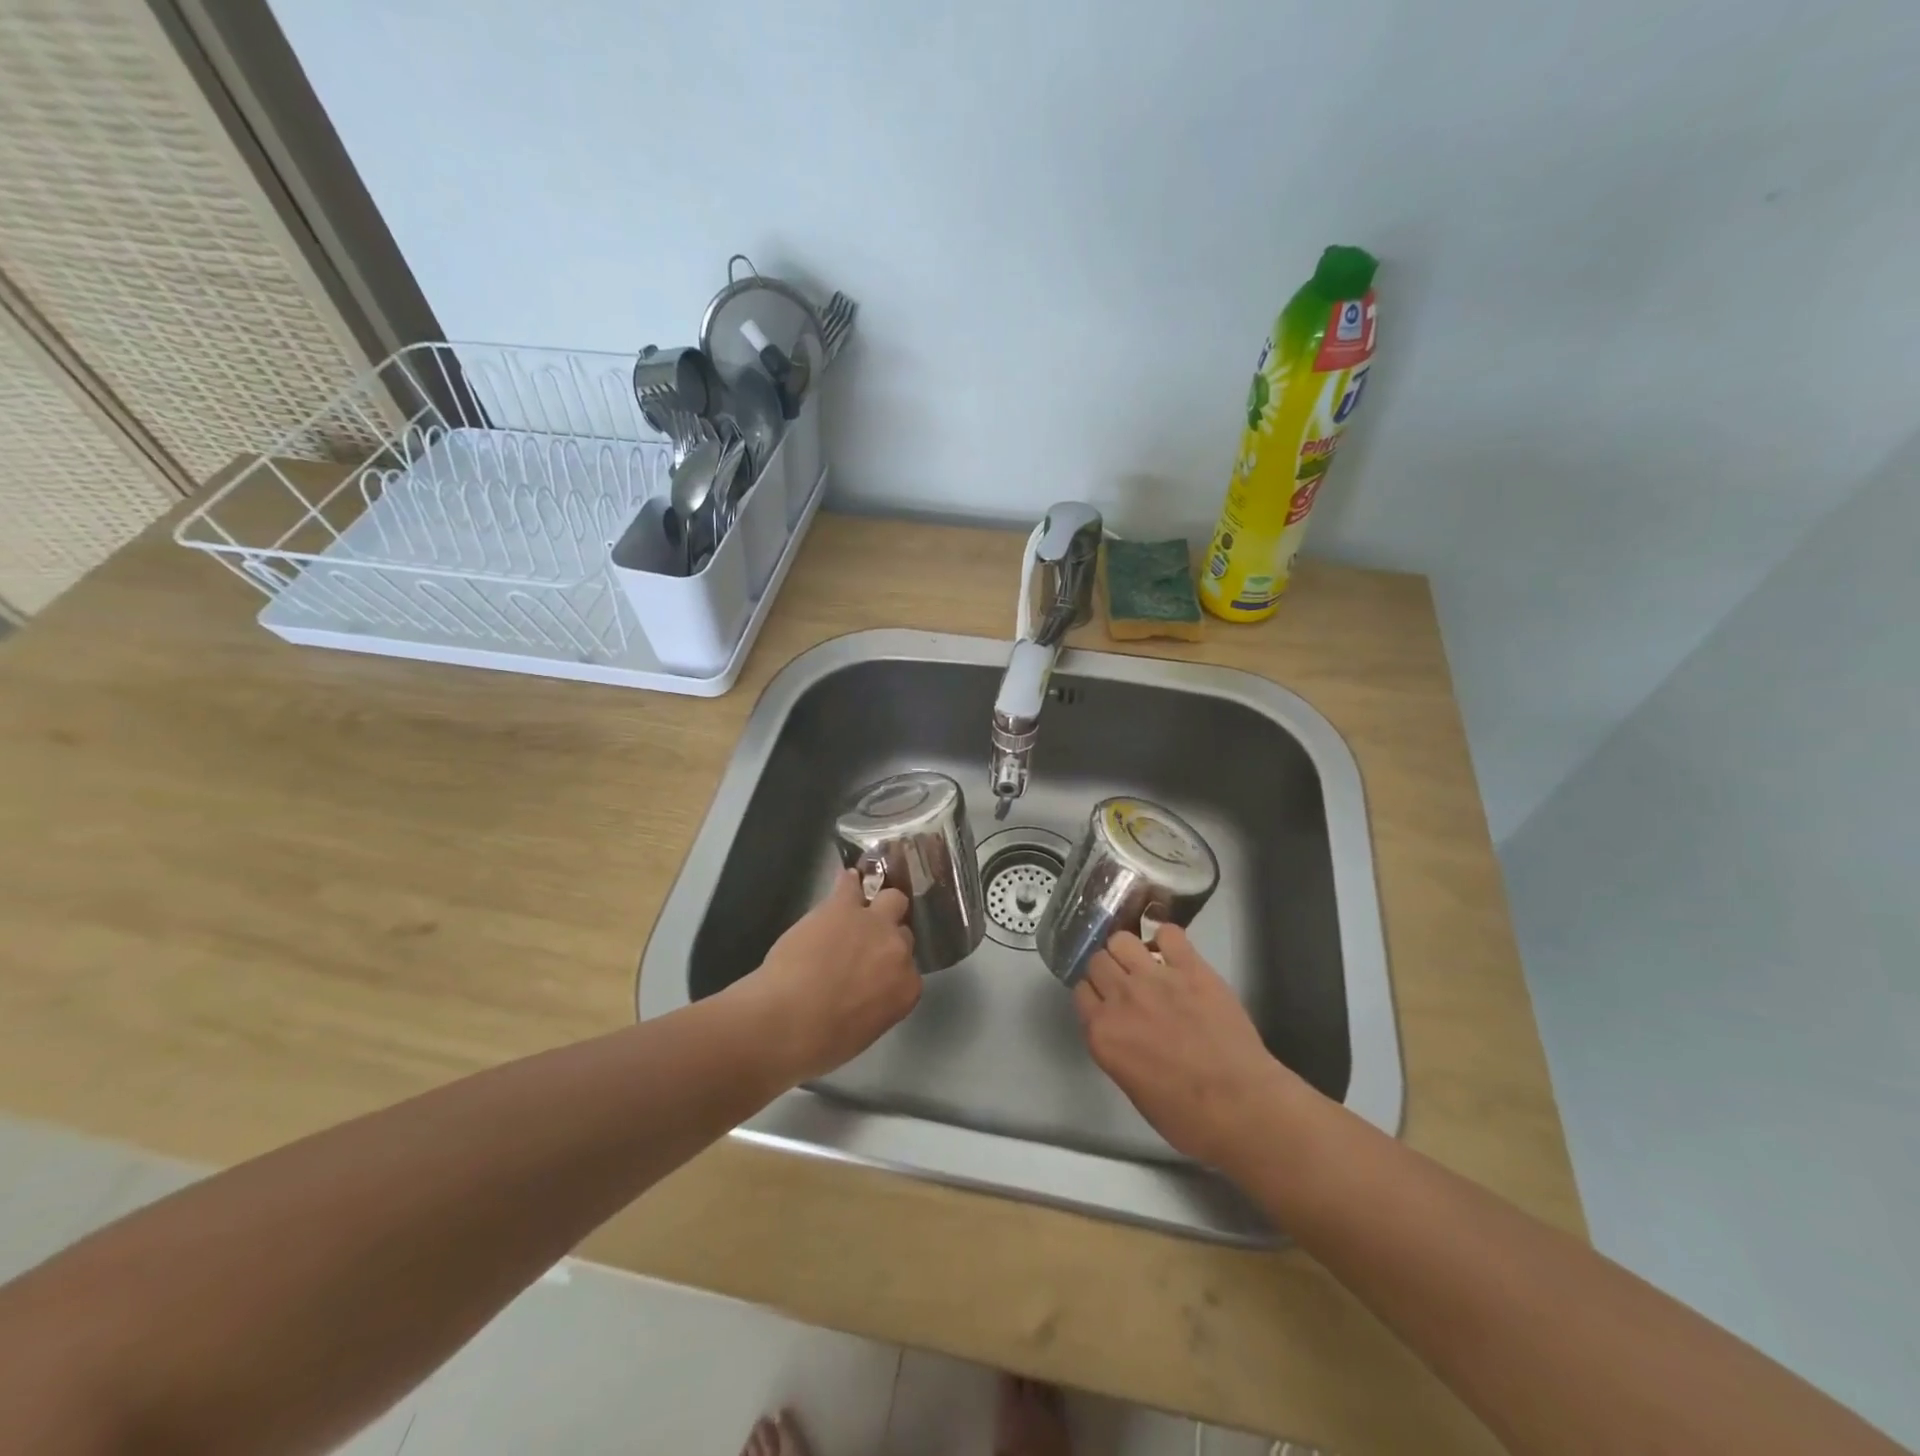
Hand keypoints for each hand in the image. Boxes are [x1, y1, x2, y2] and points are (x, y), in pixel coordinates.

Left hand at [736, 870, 920, 1082]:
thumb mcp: (863, 1031)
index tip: (875, 973)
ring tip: (859, 910)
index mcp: (906, 989)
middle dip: (887, 937)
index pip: (909, 969)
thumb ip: (878, 1004)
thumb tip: (867, 992)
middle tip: (864, 945)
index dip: (891, 968)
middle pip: (903, 933)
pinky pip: (852, 884)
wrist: (784, 1022)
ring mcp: (874, 924)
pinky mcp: (844, 906)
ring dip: (879, 904)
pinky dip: (848, 883)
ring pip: (892, 899)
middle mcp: (899, 952)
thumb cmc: (820, 1043)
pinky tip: (845, 882)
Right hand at [1073, 925, 1305, 1169]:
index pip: (1081, 991)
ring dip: (1129, 950)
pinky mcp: (1191, 968)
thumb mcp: (1131, 1086)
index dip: (1095, 995)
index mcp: (1102, 1032)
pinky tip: (1174, 953)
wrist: (1242, 1107)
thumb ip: (1116, 1047)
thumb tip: (1121, 1029)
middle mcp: (1121, 998)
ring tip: (1146, 963)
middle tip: (1127, 983)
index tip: (1107, 1001)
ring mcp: (1155, 978)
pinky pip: (1168, 933)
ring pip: (1122, 940)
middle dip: (1108, 969)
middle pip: (1097, 961)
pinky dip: (1167, 939)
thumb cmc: (1186, 1116)